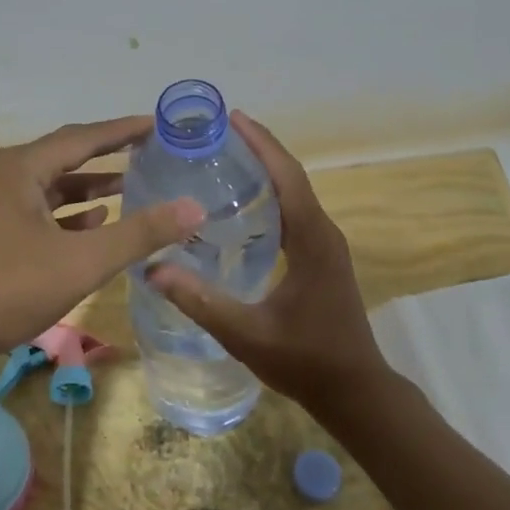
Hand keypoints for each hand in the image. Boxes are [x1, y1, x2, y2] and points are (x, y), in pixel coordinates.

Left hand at [0, 116, 202, 371]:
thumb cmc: (5, 289)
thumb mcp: (81, 261)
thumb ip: (139, 233)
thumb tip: (194, 207)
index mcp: (22, 167)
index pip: (85, 136)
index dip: (125, 130)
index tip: (160, 125)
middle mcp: (6, 176)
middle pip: (68, 156)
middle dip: (110, 156)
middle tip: (151, 153)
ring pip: (53, 186)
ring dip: (91, 187)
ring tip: (132, 187)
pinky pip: (39, 211)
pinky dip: (69, 214)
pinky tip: (94, 223)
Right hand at [147, 111, 393, 417]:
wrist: (356, 391)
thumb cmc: (306, 361)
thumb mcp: (248, 334)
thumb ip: (201, 302)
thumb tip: (153, 270)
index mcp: (312, 239)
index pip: (287, 176)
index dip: (261, 144)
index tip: (233, 118)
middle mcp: (324, 233)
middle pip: (292, 177)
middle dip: (259, 150)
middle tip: (218, 134)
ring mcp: (327, 246)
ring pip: (295, 194)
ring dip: (266, 171)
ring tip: (225, 159)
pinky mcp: (323, 258)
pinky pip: (296, 213)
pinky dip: (272, 197)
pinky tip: (243, 207)